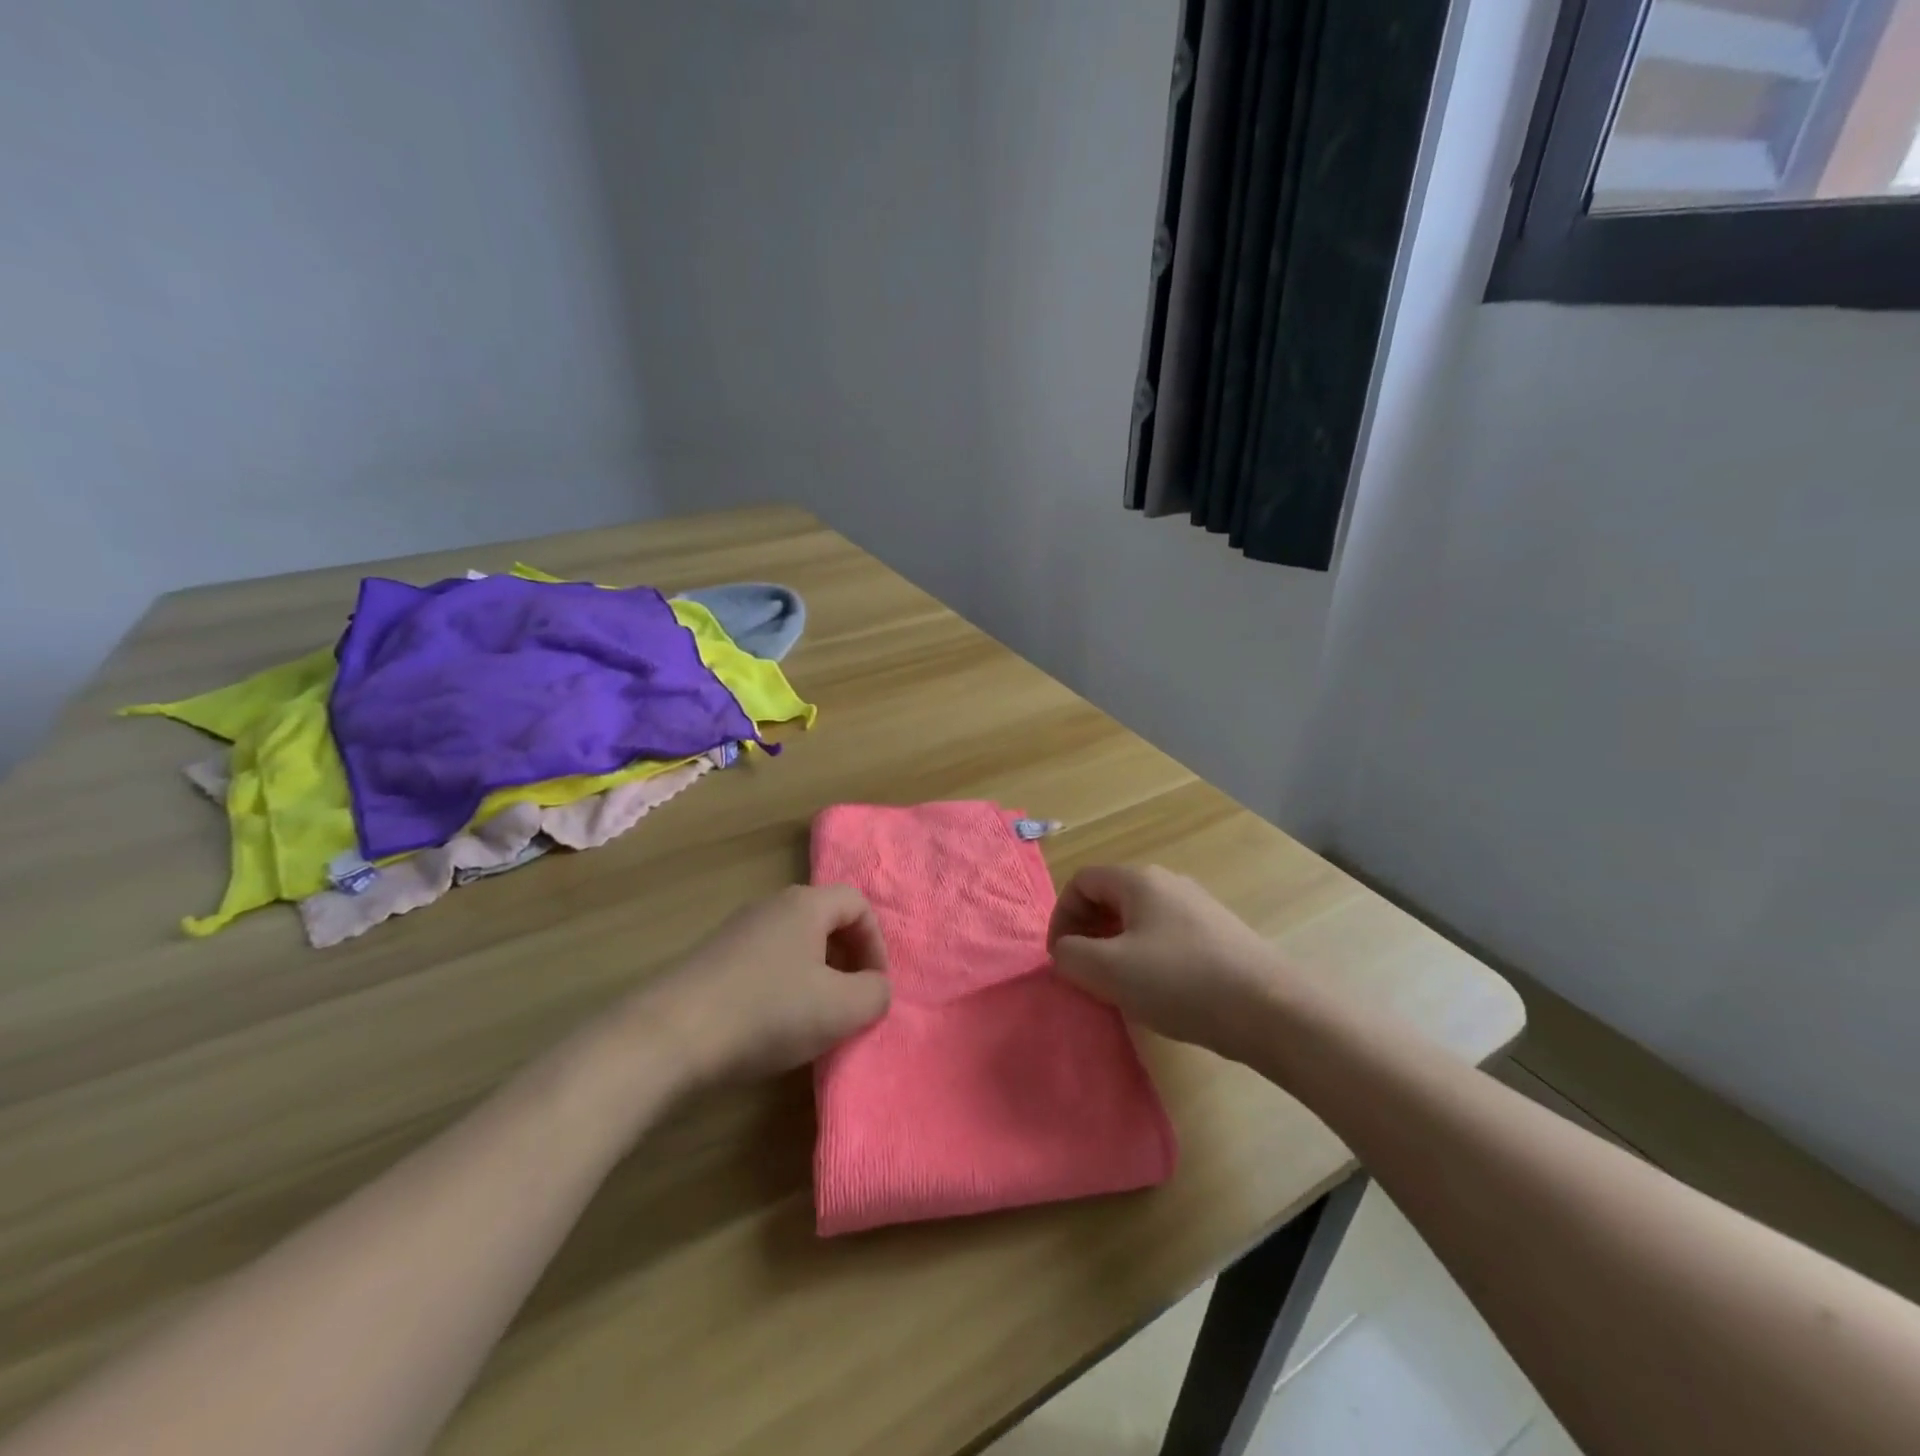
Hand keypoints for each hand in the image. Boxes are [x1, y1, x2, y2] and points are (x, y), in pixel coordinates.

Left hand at [636, 884, 891, 1087]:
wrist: (669, 1036)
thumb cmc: (767, 1012)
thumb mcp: (840, 1009)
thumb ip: (875, 994)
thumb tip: (875, 988)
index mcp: (805, 905)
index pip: (857, 904)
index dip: (876, 944)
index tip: (873, 986)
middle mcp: (771, 906)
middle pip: (825, 922)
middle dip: (846, 961)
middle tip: (847, 1003)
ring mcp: (736, 931)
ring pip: (793, 944)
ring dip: (814, 977)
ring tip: (811, 1020)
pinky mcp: (711, 960)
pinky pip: (763, 963)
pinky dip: (780, 988)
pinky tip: (770, 1026)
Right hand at [1047, 864, 1287, 1061]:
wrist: (1272, 1010)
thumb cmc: (1182, 982)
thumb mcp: (1110, 971)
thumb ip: (1071, 956)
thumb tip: (1066, 951)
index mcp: (1139, 880)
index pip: (1081, 882)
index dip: (1061, 917)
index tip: (1061, 958)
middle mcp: (1168, 883)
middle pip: (1109, 897)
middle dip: (1087, 932)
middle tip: (1084, 972)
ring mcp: (1197, 908)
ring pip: (1138, 919)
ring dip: (1115, 947)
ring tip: (1117, 986)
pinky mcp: (1218, 935)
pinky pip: (1165, 936)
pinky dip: (1146, 958)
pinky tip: (1159, 992)